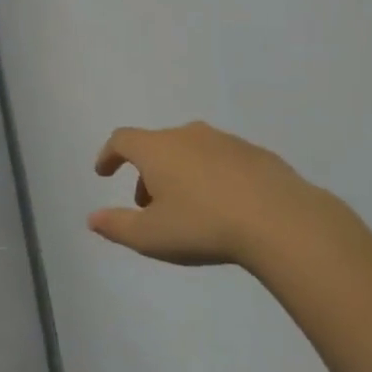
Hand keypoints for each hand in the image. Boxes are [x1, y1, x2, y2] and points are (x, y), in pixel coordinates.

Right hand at [88, 121, 342, 269]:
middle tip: (147, 204)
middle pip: (156, 145)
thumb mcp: (151, 237)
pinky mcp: (253, 153)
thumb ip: (117, 226)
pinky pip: (220, 159)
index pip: (122, 140)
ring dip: (178, 172)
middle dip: (146, 172)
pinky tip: (222, 205)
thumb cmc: (203, 226)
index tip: (104, 172)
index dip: (109, 154)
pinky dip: (210, 175)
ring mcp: (223, 140)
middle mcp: (186, 135)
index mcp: (156, 149)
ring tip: (186, 207)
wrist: (279, 219)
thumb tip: (92, 218)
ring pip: (189, 150)